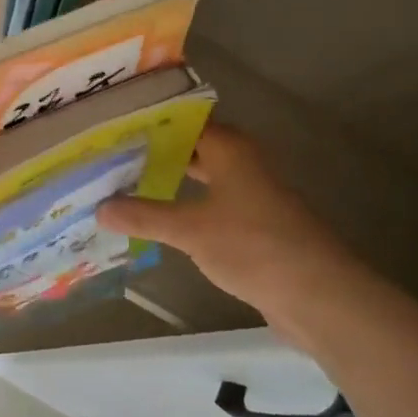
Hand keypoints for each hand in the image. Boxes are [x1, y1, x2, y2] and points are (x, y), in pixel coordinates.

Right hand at [98, 123, 396, 347]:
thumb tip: (99, 208)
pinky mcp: (252, 226)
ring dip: (166, 180)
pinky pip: (208, 206)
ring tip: (121, 183)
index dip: (149, 121)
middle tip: (108, 155)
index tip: (111, 125)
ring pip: (199, 178)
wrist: (318, 296)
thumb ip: (144, 216)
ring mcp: (249, 196)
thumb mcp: (191, 229)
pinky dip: (182, 207)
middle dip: (153, 152)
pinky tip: (154, 220)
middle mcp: (241, 164)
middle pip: (190, 148)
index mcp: (230, 149)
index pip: (183, 120)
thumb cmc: (254, 246)